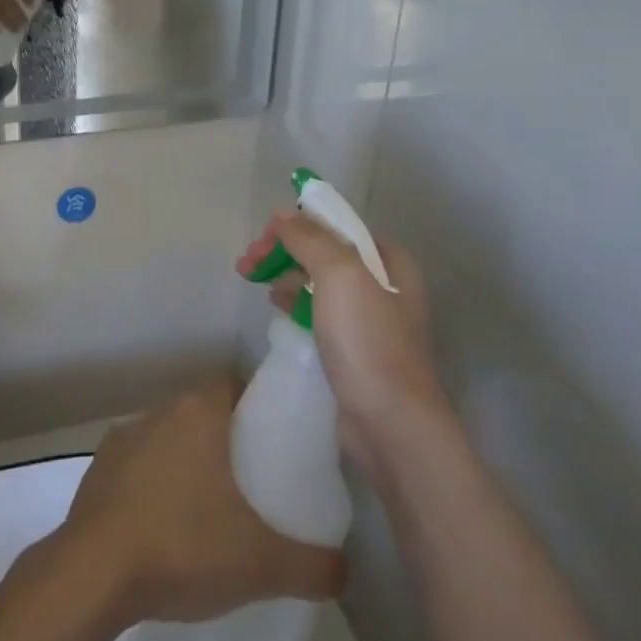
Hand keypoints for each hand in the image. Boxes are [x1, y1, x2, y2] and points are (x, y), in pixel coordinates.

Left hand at [53, 379, 345, 627]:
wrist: (94, 573)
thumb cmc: (184, 546)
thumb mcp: (263, 564)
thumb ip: (315, 564)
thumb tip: (344, 568)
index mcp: (200, 413)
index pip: (236, 386)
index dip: (260, 409)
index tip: (277, 445)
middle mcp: (161, 411)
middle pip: (205, 413)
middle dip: (228, 441)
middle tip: (252, 485)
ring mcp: (125, 436)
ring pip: (171, 438)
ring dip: (189, 462)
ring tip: (210, 511)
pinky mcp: (98, 467)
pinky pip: (139, 465)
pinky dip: (154, 485)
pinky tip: (165, 527)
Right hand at [239, 212, 448, 470]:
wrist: (391, 424)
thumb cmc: (368, 340)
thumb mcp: (339, 274)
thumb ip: (309, 238)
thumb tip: (282, 216)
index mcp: (389, 261)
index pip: (338, 225)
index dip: (299, 223)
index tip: (265, 235)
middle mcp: (383, 285)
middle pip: (324, 252)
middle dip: (285, 250)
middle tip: (249, 260)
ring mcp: (368, 319)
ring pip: (318, 282)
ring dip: (285, 274)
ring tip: (255, 279)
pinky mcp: (353, 349)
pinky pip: (318, 312)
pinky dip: (295, 303)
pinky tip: (276, 306)